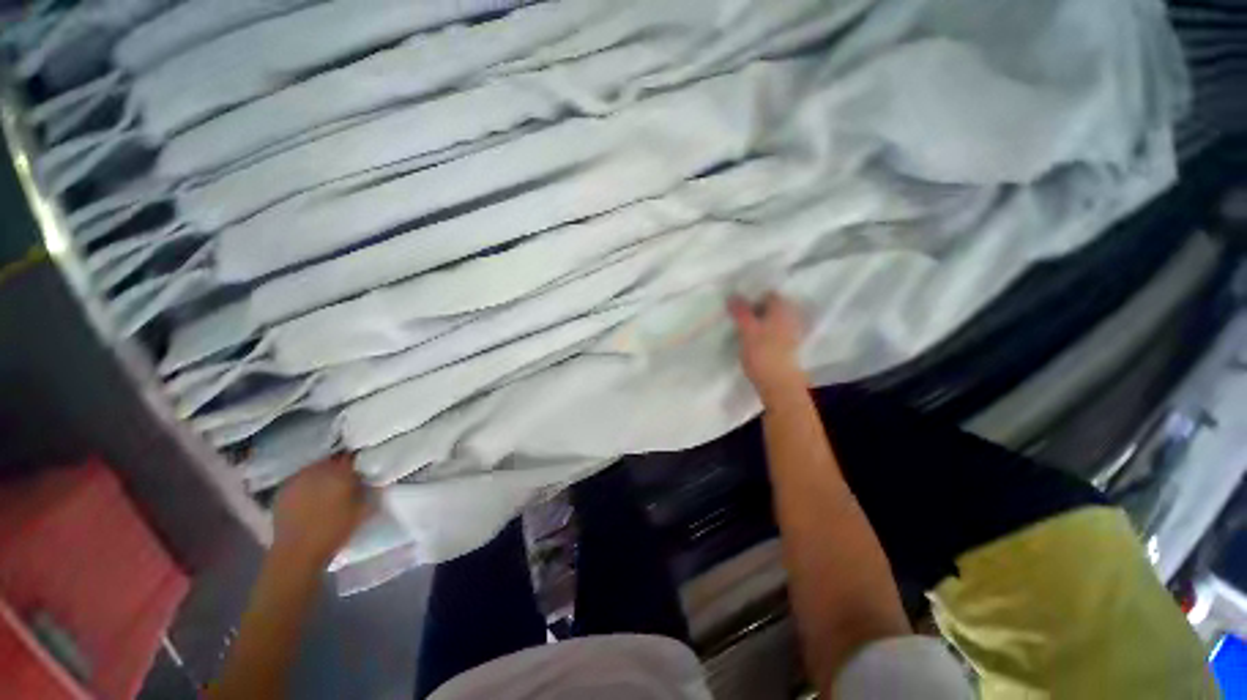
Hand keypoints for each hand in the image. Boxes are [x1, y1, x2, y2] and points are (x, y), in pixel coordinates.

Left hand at [272, 454, 373, 565]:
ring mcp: (298, 478)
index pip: (351, 456)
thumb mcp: (362, 509)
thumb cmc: (334, 531)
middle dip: (338, 465)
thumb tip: (369, 477)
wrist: (297, 553)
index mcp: (340, 473)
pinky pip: (300, 478)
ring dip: (322, 473)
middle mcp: (317, 470)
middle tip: (345, 476)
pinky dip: (307, 482)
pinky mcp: (283, 489)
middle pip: (331, 459)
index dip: (357, 459)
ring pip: (314, 467)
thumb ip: (366, 489)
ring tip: (327, 484)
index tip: (362, 465)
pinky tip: (310, 494)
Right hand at [728, 292, 806, 397]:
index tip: (737, 303)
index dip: (753, 296)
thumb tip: (732, 294)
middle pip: (770, 307)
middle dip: (754, 308)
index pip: (769, 293)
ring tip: (740, 327)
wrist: (779, 384)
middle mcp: (790, 317)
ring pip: (771, 320)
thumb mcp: (747, 330)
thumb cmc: (763, 354)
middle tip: (736, 314)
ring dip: (757, 321)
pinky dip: (762, 333)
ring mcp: (790, 333)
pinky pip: (773, 332)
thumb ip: (740, 311)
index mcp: (782, 309)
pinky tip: (750, 340)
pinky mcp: (787, 347)